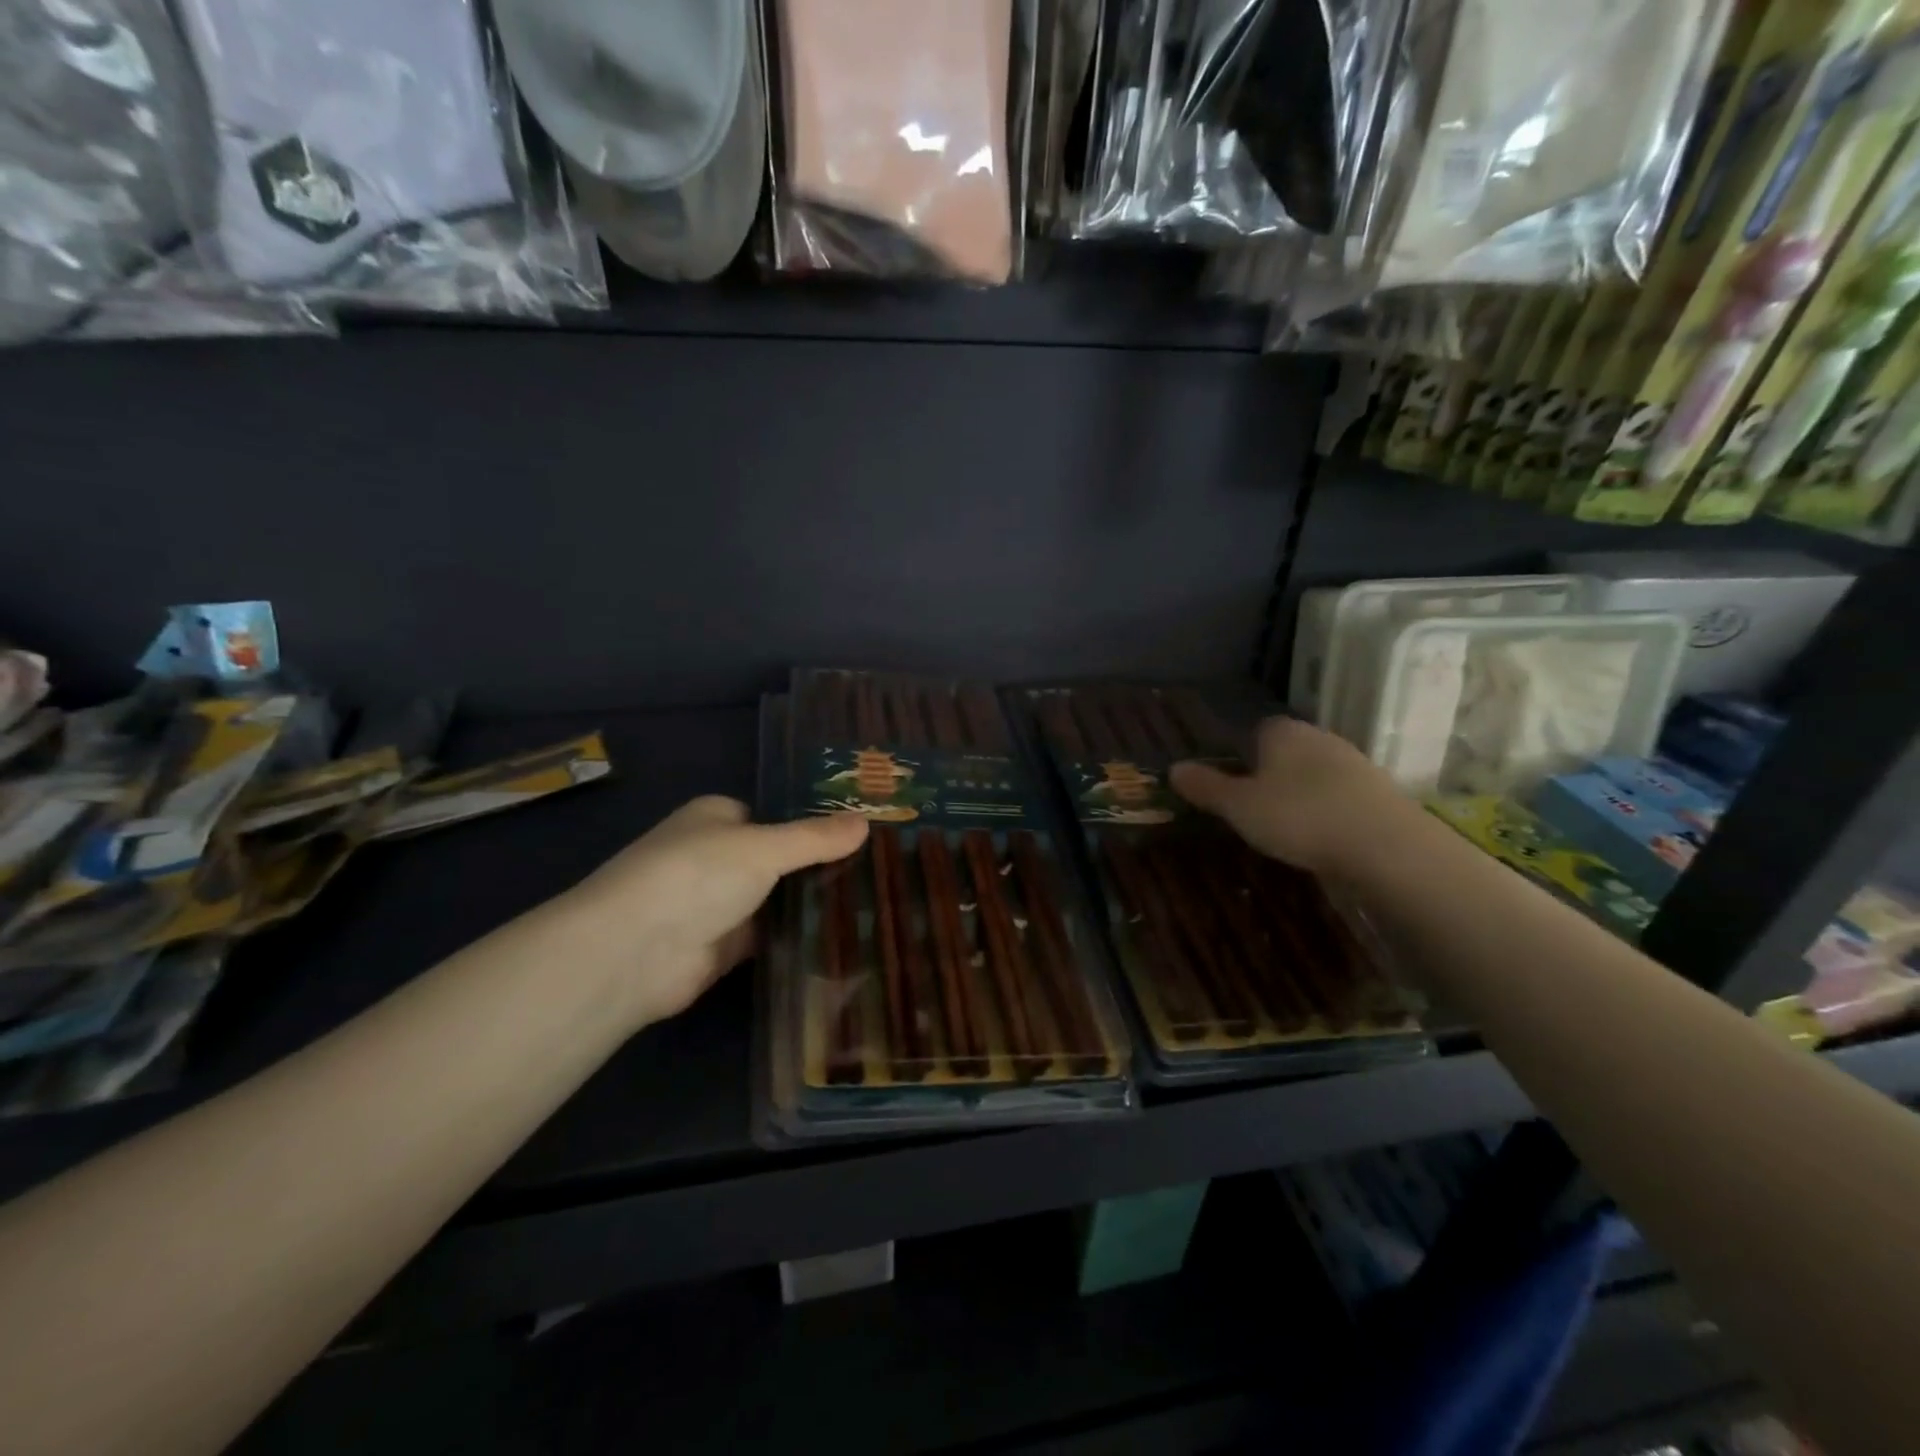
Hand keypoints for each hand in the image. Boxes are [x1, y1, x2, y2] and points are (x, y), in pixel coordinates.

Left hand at [551, 796, 868, 1029]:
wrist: (634, 953)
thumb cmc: (696, 876)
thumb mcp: (764, 847)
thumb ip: (815, 838)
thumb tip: (867, 821)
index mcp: (716, 817)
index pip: (773, 815)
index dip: (813, 824)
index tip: (860, 835)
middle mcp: (715, 856)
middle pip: (778, 858)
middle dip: (818, 866)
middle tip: (876, 872)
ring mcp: (718, 903)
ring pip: (776, 898)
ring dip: (810, 904)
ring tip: (872, 904)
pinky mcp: (722, 946)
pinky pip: (770, 936)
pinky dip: (798, 936)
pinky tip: (842, 937)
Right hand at [1170, 717, 1404, 875]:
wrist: (1385, 845)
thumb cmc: (1298, 816)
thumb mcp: (1239, 807)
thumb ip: (1206, 787)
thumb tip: (1173, 768)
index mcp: (1282, 732)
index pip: (1256, 729)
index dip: (1242, 754)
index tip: (1233, 784)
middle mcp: (1319, 737)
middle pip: (1287, 750)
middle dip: (1271, 773)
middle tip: (1254, 808)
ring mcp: (1354, 762)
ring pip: (1316, 773)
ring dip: (1302, 793)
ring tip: (1288, 827)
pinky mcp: (1380, 792)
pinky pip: (1341, 795)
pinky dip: (1329, 810)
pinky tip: (1322, 836)